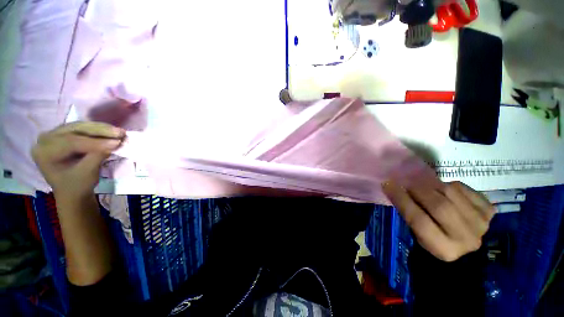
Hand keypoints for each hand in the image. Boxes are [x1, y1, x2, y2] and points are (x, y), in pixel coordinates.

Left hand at [31, 122, 124, 198]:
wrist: (73, 191)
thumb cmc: (77, 186)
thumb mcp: (87, 173)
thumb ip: (98, 156)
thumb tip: (115, 143)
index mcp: (44, 152)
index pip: (70, 142)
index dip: (95, 142)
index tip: (118, 143)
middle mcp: (45, 140)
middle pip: (75, 130)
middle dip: (99, 131)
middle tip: (121, 133)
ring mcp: (54, 135)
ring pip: (80, 126)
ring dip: (101, 129)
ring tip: (120, 132)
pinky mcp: (64, 134)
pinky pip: (82, 128)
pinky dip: (98, 130)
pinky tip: (111, 131)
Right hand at [383, 180, 495, 261]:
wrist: (472, 251)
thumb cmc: (437, 243)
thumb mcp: (419, 235)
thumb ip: (411, 214)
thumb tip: (399, 191)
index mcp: (443, 248)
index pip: (418, 219)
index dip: (401, 199)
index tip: (388, 184)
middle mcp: (466, 238)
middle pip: (438, 205)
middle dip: (417, 189)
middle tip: (405, 181)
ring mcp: (481, 223)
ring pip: (451, 192)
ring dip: (431, 184)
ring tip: (423, 184)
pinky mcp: (489, 210)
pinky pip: (463, 188)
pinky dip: (448, 184)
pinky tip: (444, 190)